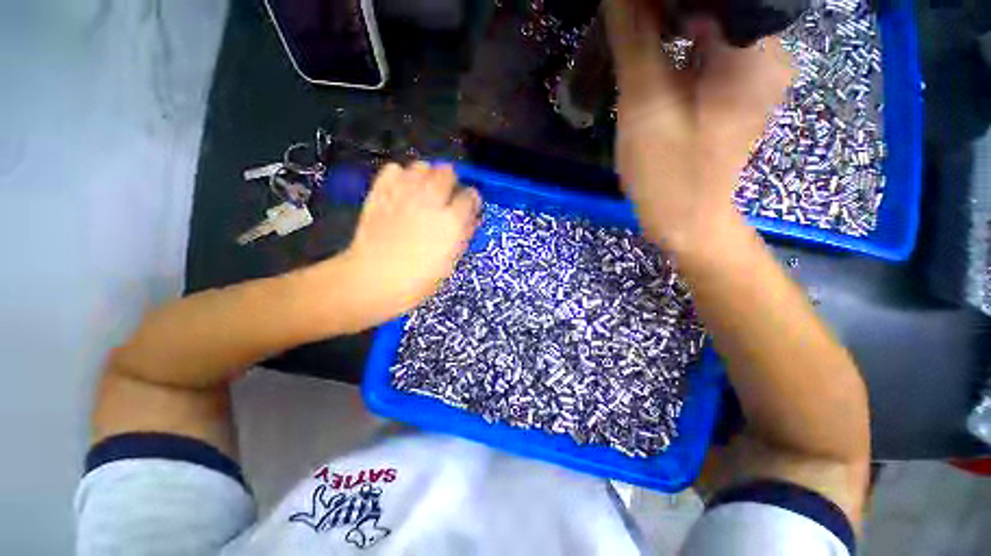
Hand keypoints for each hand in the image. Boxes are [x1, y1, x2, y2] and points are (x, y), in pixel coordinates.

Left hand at [339, 162, 480, 325]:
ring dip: (428, 176)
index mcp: (452, 221)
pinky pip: (394, 169)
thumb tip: (471, 219)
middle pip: (447, 172)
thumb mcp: (450, 262)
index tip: (469, 207)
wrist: (374, 279)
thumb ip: (464, 236)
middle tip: (447, 197)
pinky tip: (402, 190)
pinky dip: (401, 176)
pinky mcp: (381, 192)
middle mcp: (431, 201)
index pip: (471, 195)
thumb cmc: (418, 280)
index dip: (472, 201)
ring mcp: (404, 193)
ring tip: (425, 191)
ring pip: (422, 166)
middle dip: (451, 183)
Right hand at [606, 0, 794, 251]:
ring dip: (672, 27)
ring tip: (637, 34)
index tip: (631, 6)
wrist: (685, 221)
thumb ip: (636, 39)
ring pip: (711, 26)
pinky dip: (683, 47)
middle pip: (715, 4)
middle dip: (668, 8)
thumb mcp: (645, 105)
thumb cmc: (667, 171)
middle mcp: (768, 52)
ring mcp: (755, 73)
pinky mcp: (738, 91)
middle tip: (629, 21)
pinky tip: (658, 57)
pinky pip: (711, 51)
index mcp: (756, 49)